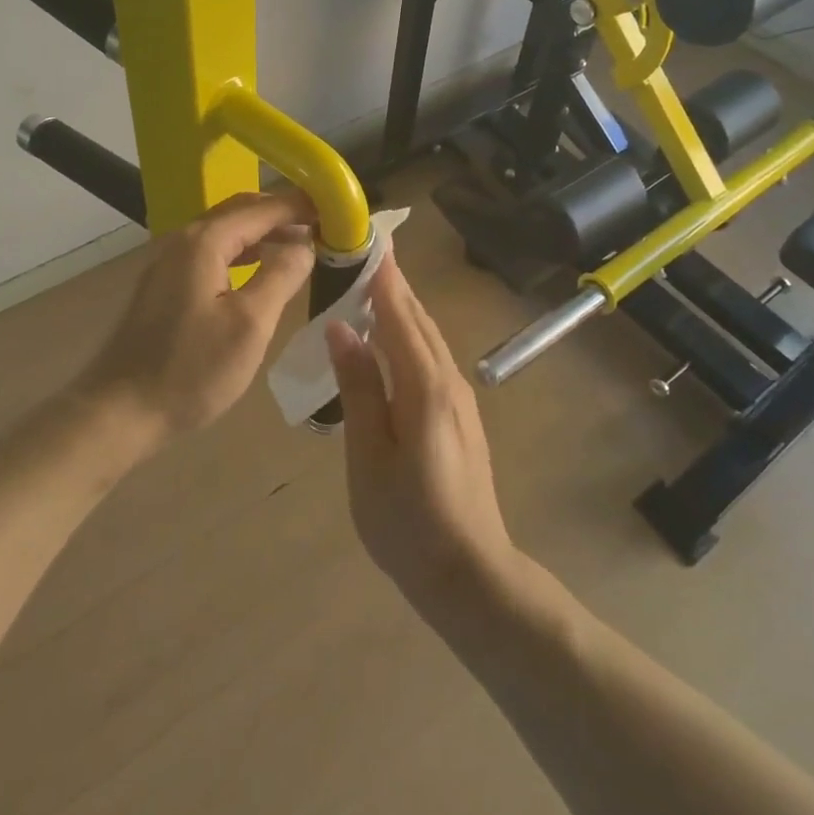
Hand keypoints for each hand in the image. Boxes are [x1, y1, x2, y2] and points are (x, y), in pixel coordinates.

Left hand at [76, 189, 315, 454]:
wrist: (119, 412)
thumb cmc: (191, 369)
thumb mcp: (250, 324)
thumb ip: (282, 275)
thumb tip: (305, 243)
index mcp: (204, 241)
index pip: (262, 208)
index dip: (300, 205)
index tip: (335, 208)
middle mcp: (183, 240)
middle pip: (240, 211)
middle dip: (282, 214)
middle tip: (322, 225)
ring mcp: (168, 261)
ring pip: (225, 231)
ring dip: (262, 233)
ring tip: (300, 245)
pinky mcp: (164, 284)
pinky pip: (211, 252)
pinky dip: (242, 251)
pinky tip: (259, 270)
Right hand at [326, 250, 517, 612]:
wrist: (472, 575)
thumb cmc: (408, 522)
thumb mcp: (368, 456)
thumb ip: (358, 388)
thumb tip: (340, 329)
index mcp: (424, 386)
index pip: (399, 314)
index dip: (382, 276)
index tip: (366, 239)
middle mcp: (448, 380)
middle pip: (417, 318)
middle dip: (392, 283)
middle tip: (363, 252)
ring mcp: (460, 397)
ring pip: (427, 336)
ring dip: (401, 307)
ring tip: (371, 285)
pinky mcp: (460, 414)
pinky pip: (432, 356)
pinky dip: (409, 333)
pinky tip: (390, 340)